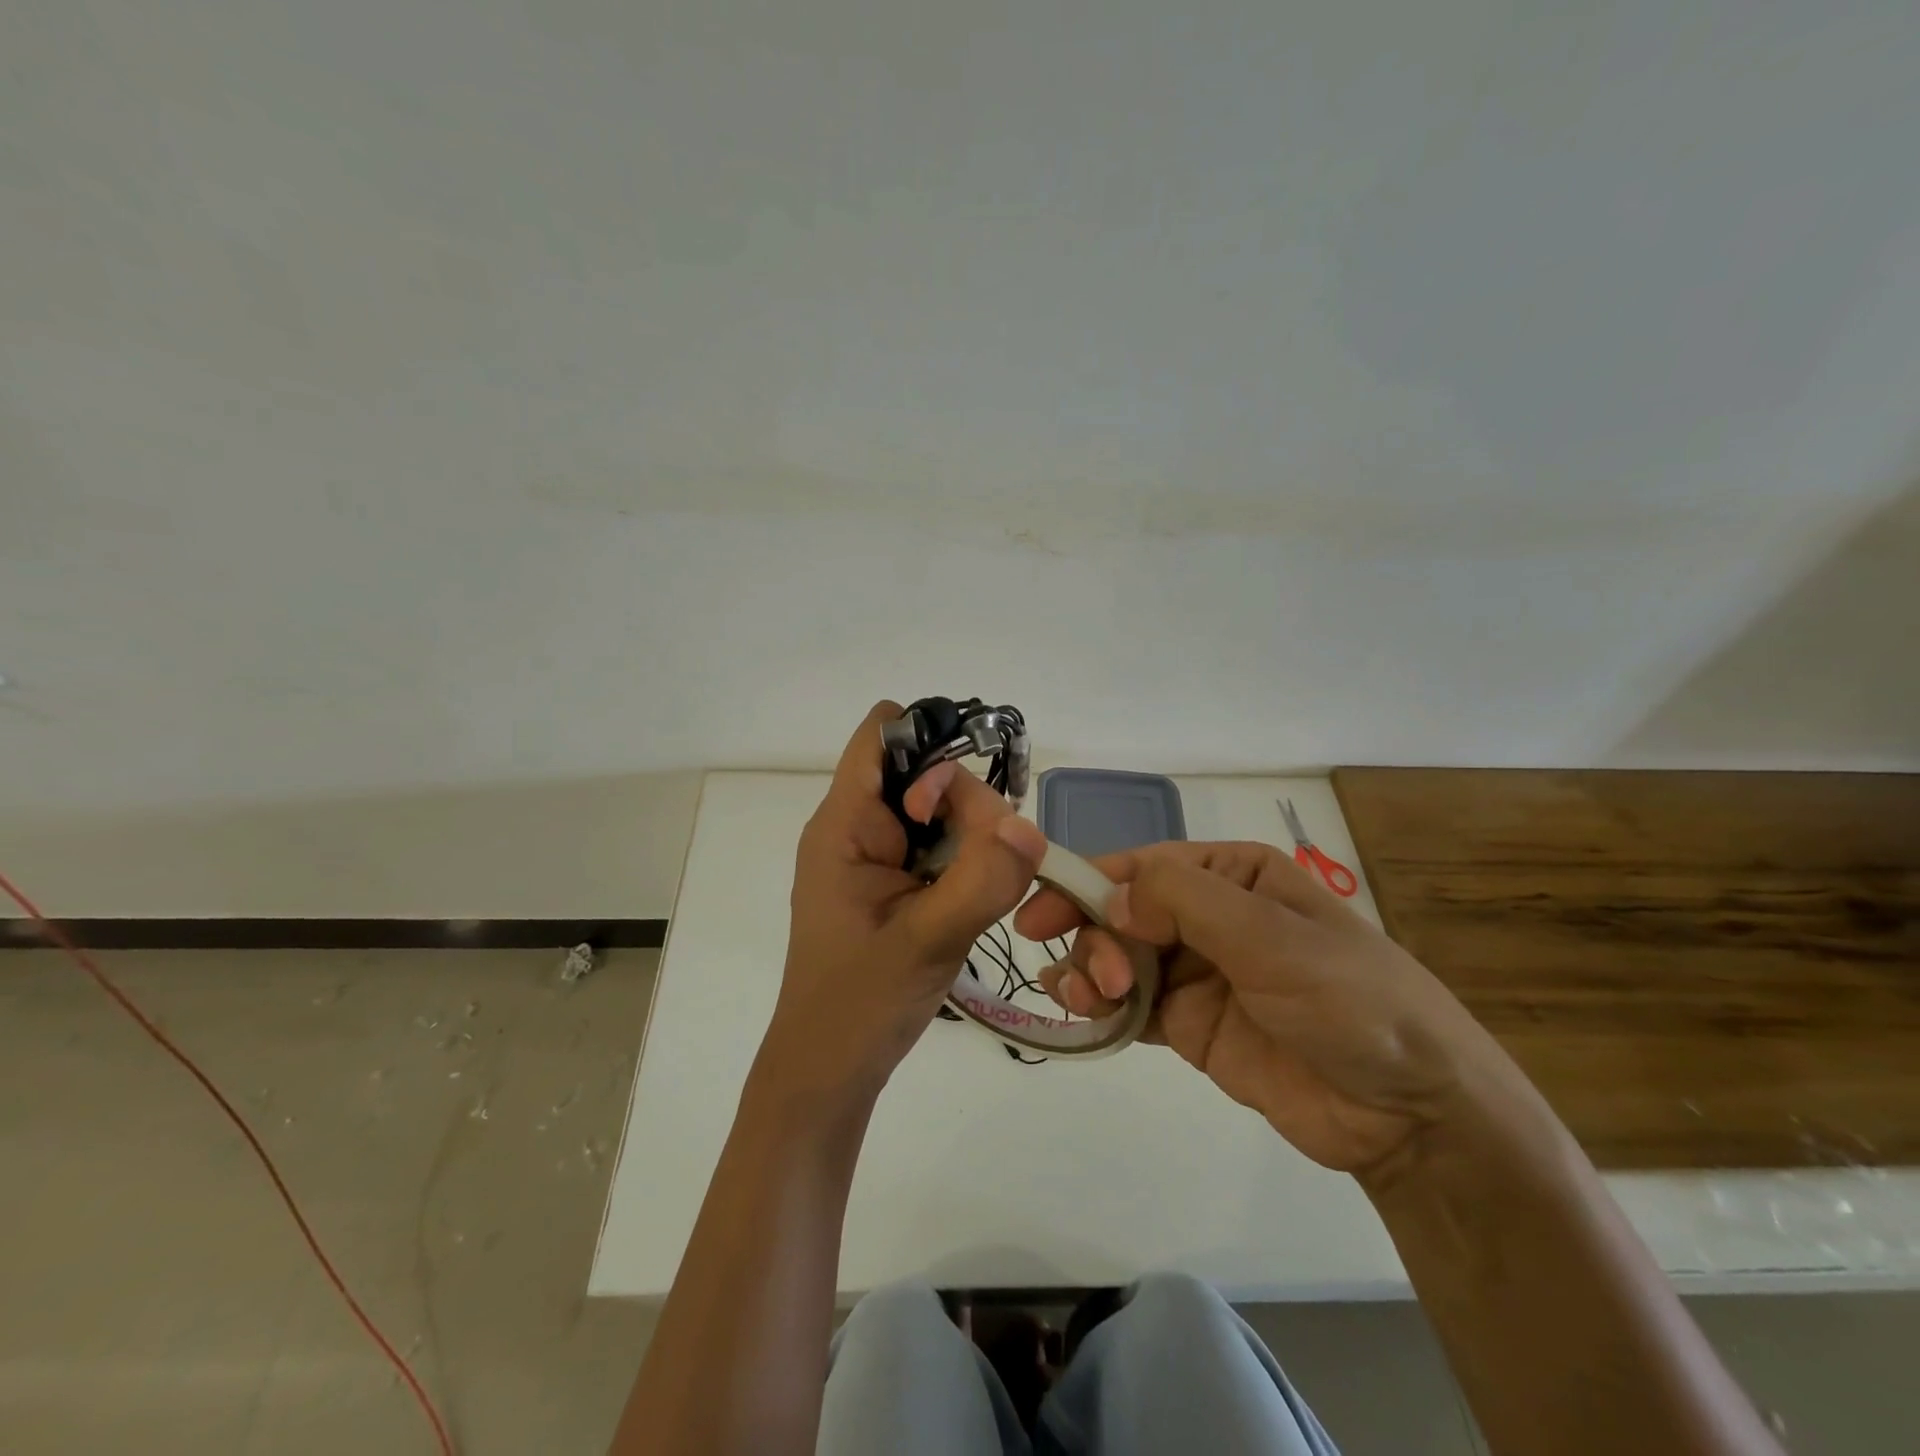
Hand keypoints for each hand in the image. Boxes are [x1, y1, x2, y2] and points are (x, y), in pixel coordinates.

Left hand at [761, 702, 1049, 1097]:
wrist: (828, 1071)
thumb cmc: (860, 1006)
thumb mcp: (928, 941)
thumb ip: (982, 880)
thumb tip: (1029, 825)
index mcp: (845, 824)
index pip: (882, 735)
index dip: (930, 743)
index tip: (963, 800)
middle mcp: (857, 826)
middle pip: (924, 771)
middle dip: (966, 806)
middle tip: (985, 866)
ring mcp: (875, 854)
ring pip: (939, 809)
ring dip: (971, 838)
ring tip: (977, 894)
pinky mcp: (892, 881)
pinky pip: (937, 844)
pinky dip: (963, 860)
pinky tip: (969, 900)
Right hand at [1014, 841, 1515, 1178]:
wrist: (1409, 1111)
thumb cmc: (1349, 999)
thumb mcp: (1271, 935)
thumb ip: (1184, 902)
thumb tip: (1110, 897)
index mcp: (1232, 874)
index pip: (1142, 867)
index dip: (1086, 884)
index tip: (1039, 913)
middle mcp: (1208, 915)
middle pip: (1121, 911)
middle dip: (1096, 938)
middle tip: (1097, 981)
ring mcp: (1196, 971)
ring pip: (1116, 956)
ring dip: (1088, 972)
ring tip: (1089, 1002)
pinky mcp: (1189, 1024)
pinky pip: (1128, 1004)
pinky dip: (1098, 1006)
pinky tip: (1082, 1015)